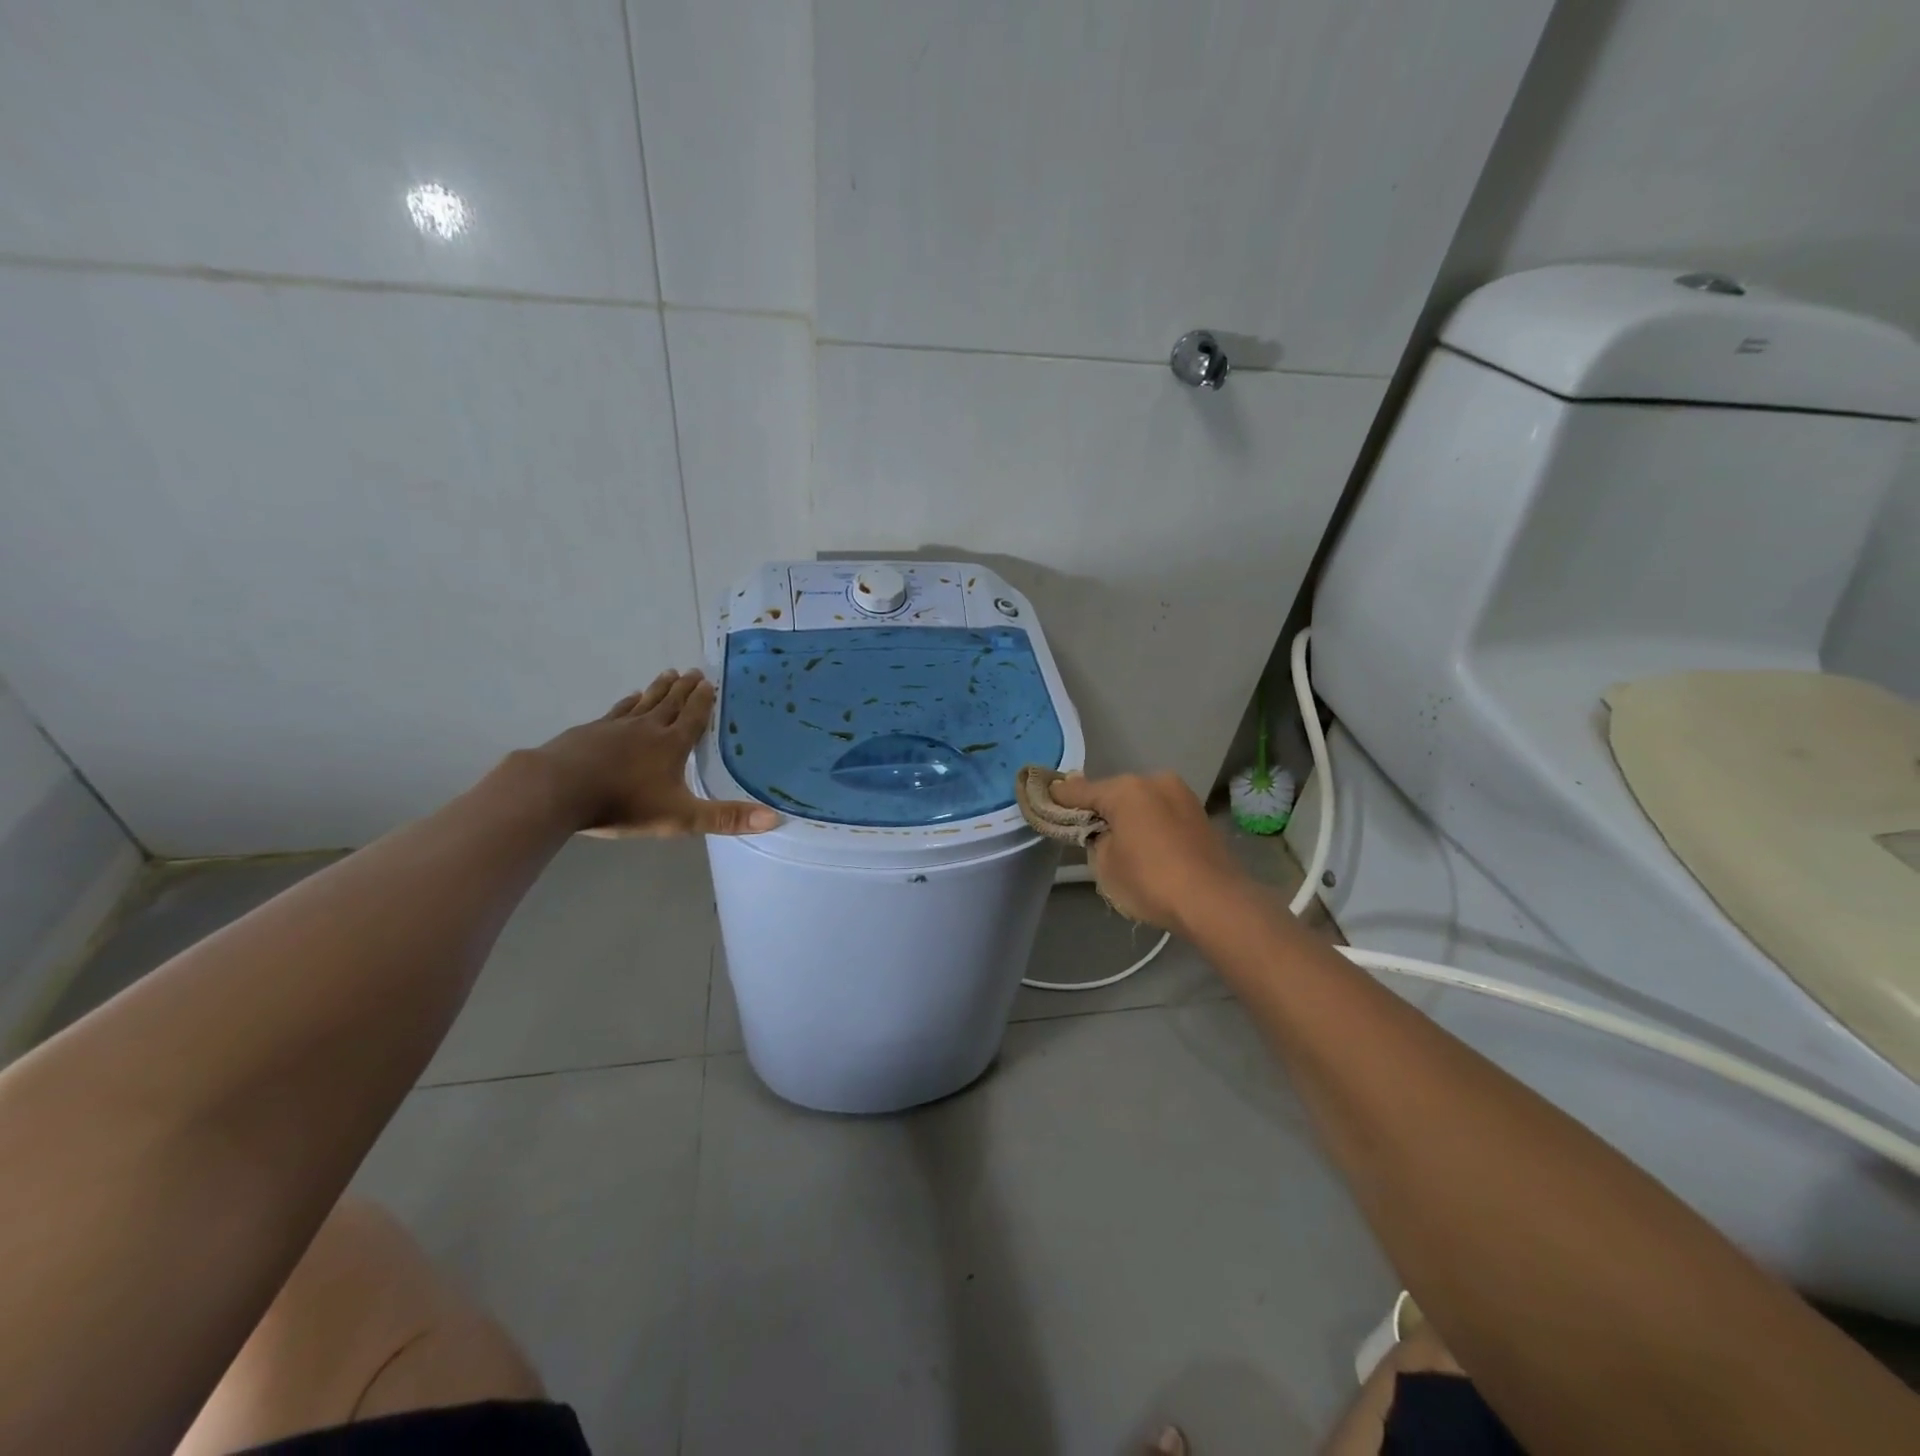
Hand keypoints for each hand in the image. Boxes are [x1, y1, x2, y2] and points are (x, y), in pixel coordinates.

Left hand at [532, 670, 779, 837]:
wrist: (559, 790)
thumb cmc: (623, 803)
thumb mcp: (681, 817)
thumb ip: (725, 819)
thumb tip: (774, 819)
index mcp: (672, 745)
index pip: (693, 717)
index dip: (703, 701)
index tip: (710, 682)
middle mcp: (648, 728)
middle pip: (671, 703)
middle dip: (685, 688)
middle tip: (694, 670)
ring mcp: (616, 727)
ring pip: (644, 702)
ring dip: (659, 688)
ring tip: (667, 673)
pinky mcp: (590, 732)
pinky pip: (617, 711)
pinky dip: (628, 702)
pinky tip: (629, 697)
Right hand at [1050, 771, 1252, 934]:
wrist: (1214, 901)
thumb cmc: (1150, 881)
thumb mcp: (1105, 863)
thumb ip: (1095, 837)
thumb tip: (1100, 827)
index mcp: (1126, 789)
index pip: (1081, 790)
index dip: (1060, 797)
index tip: (1045, 796)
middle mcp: (1155, 781)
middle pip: (1114, 793)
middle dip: (1100, 809)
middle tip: (1084, 829)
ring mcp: (1181, 796)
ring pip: (1142, 802)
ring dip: (1128, 816)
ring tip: (1118, 841)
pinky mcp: (1199, 815)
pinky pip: (1161, 814)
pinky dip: (1149, 824)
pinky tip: (1146, 845)